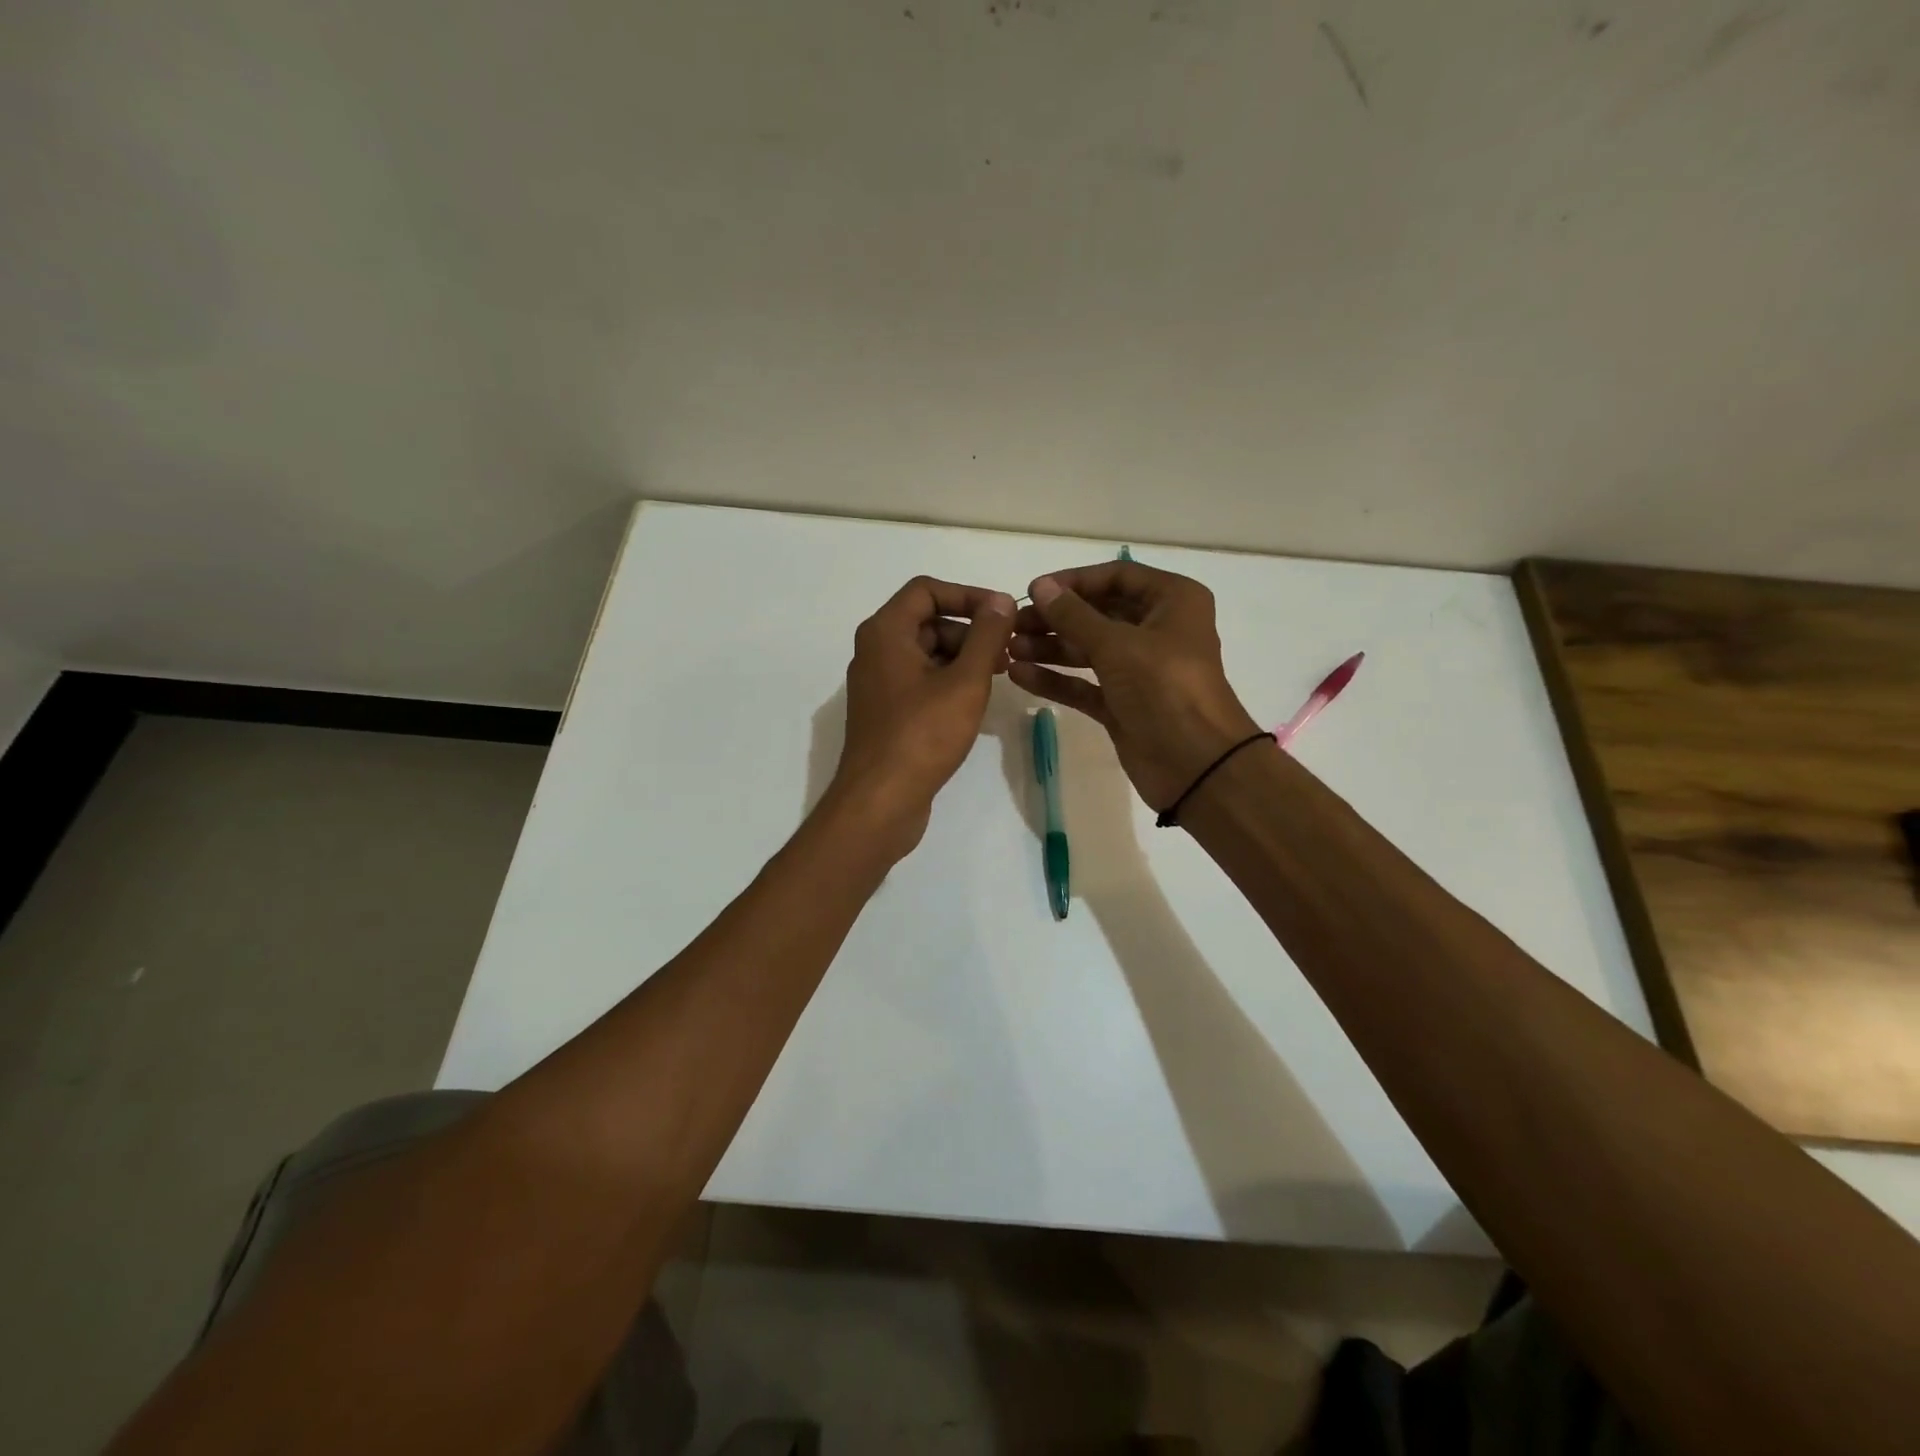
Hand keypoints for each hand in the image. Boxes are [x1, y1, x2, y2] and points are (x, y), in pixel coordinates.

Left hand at [828, 576, 1016, 856]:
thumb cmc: (923, 735)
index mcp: (885, 632)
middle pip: (927, 621)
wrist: (880, 801)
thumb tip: (1001, 601)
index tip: (1003, 614)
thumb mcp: (965, 681)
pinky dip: (948, 681)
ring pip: (926, 653)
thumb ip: (986, 636)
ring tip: (998, 676)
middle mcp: (875, 651)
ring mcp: (878, 684)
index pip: (926, 590)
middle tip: (1007, 651)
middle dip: (969, 630)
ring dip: (962, 657)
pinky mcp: (886, 713)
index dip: (968, 594)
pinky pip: (920, 681)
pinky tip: (974, 702)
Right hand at [1008, 563, 1262, 810]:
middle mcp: (1158, 629)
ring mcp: (1140, 670)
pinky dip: (1056, 679)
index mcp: (1172, 601)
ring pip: (1089, 650)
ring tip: (1010, 650)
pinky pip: (1085, 684)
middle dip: (1056, 618)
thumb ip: (1074, 615)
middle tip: (1014, 625)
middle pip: (1099, 613)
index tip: (1034, 591)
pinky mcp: (1123, 703)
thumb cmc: (1164, 688)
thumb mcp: (1117, 644)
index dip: (1074, 581)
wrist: (1195, 764)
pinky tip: (1020, 675)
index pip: (1117, 576)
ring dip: (1051, 648)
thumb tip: (1040, 587)